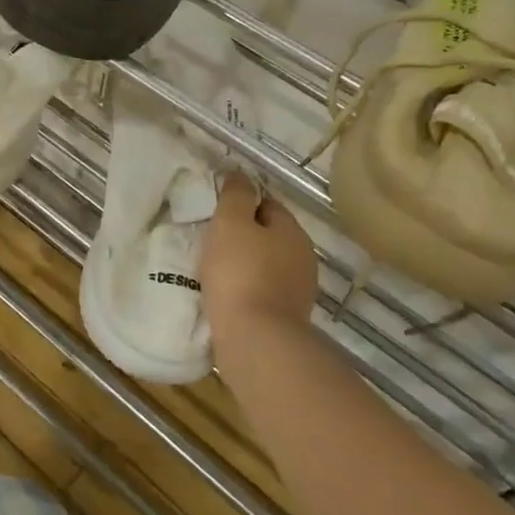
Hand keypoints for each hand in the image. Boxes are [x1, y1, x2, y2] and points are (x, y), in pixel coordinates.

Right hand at [199, 175, 317, 340]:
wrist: (256, 340)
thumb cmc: (240, 272)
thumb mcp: (230, 223)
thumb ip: (236, 195)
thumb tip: (240, 174)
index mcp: (292, 230)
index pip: (267, 203)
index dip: (241, 204)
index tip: (216, 213)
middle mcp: (303, 257)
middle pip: (269, 235)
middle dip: (245, 236)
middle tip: (212, 241)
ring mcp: (298, 290)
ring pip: (267, 264)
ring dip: (245, 264)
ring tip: (215, 270)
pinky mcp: (287, 317)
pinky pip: (263, 291)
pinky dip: (246, 289)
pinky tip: (226, 295)